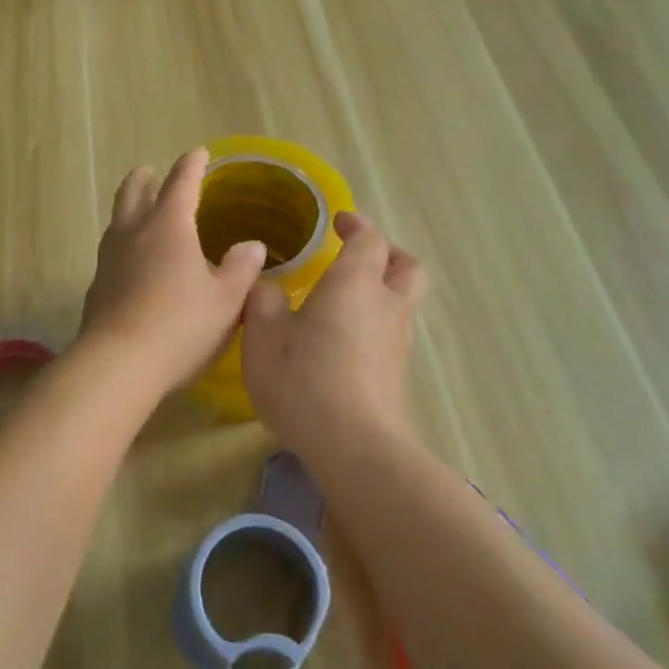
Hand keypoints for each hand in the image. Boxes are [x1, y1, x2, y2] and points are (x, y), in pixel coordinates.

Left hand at [78, 149, 266, 395]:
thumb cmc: (181, 326)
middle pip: (133, 193)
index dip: (191, 165)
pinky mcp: (96, 287)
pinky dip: (123, 244)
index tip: (199, 153)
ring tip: (139, 212)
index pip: (180, 183)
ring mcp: (108, 259)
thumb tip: (252, 245)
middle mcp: (133, 234)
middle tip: (150, 171)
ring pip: (116, 221)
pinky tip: (131, 263)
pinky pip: (111, 252)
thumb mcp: (226, 301)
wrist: (118, 364)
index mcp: (168, 227)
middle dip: (144, 179)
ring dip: (128, 209)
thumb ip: (241, 269)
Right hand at [241, 210, 426, 453]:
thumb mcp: (262, 336)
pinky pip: (392, 332)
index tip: (338, 222)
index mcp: (355, 283)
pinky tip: (344, 341)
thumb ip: (262, 302)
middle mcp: (386, 304)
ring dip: (382, 290)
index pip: (369, 238)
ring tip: (345, 300)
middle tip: (357, 255)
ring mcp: (398, 341)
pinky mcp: (397, 373)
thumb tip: (268, 287)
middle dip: (387, 253)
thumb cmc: (304, 379)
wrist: (354, 446)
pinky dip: (375, 323)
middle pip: (406, 266)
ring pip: (403, 300)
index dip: (356, 224)